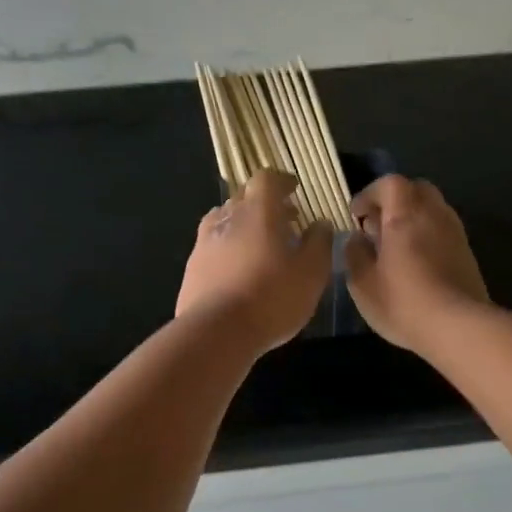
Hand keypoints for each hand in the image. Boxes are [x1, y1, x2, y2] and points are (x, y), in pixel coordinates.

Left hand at [177, 170, 332, 355]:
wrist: (216, 332)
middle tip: (285, 221)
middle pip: (243, 198)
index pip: (266, 179)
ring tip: (261, 247)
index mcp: (257, 212)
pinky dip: (228, 250)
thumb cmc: (272, 297)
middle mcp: (227, 218)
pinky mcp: (192, 268)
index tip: (294, 191)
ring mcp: (204, 243)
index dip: (281, 181)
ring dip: (244, 227)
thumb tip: (320, 223)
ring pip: (225, 221)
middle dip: (265, 204)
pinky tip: (238, 271)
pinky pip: (212, 247)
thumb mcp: (311, 273)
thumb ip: (319, 243)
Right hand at [344, 174, 488, 352]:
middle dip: (394, 201)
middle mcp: (434, 214)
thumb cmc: (403, 302)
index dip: (370, 194)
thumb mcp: (362, 283)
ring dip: (412, 218)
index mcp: (405, 215)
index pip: (389, 184)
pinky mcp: (467, 253)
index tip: (356, 215)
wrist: (459, 327)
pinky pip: (443, 230)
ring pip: (432, 209)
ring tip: (395, 246)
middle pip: (416, 190)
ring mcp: (455, 232)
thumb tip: (356, 239)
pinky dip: (427, 235)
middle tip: (377, 225)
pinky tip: (416, 263)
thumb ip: (354, 255)